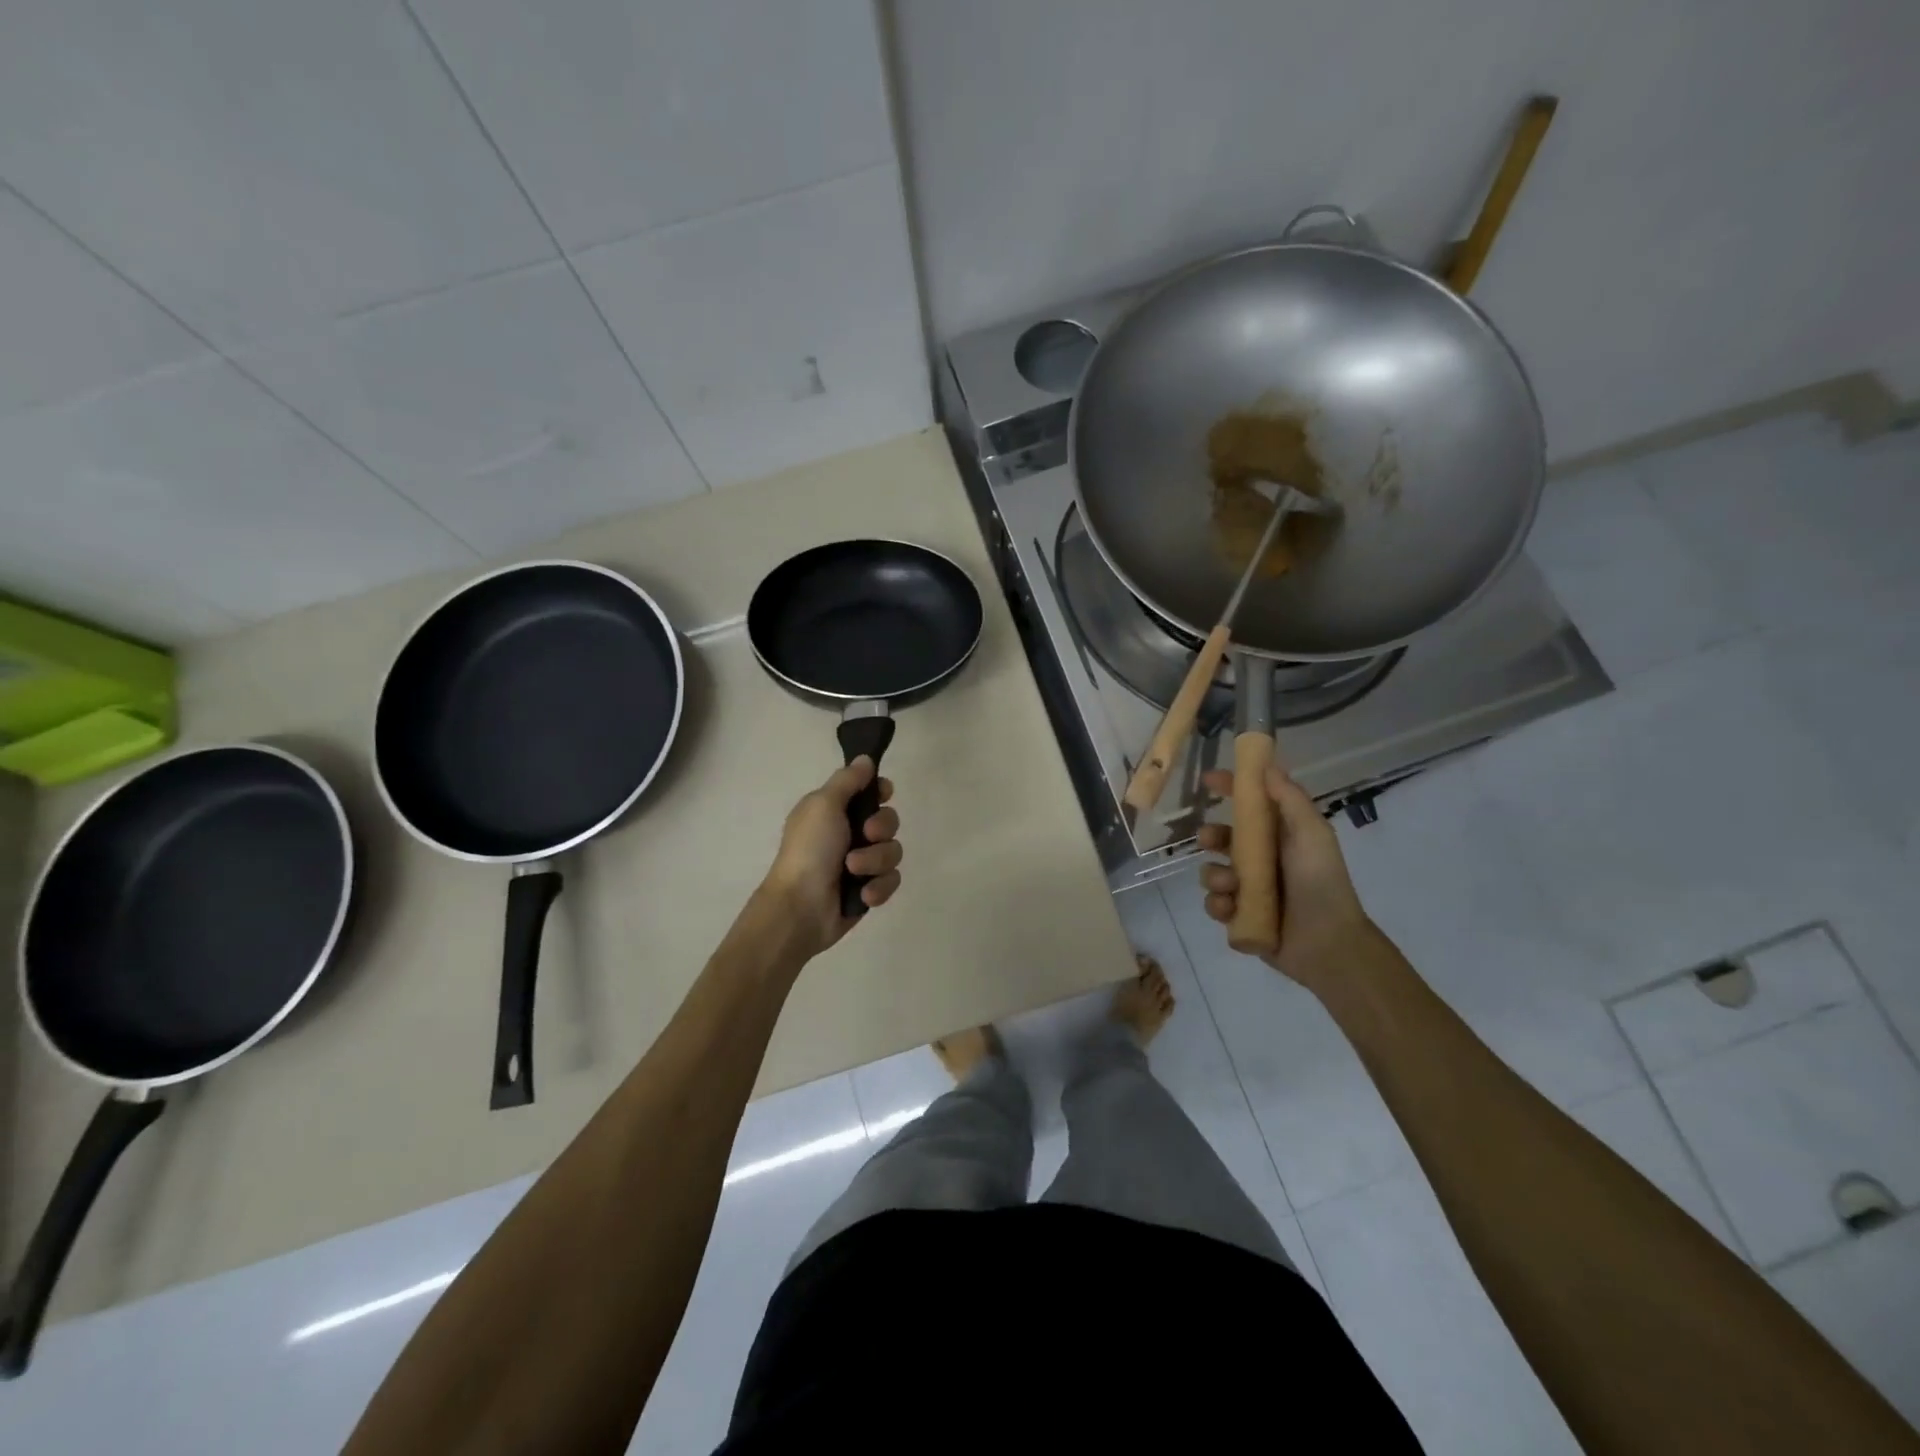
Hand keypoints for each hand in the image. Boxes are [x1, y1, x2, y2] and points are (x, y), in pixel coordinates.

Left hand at [760, 757, 902, 957]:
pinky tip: (862, 894)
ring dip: (875, 861)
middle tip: (866, 834)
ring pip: (893, 852)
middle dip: (882, 828)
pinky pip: (892, 880)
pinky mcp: (869, 890)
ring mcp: (861, 864)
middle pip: (889, 820)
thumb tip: (865, 758)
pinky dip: (878, 887)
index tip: (883, 793)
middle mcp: (849, 834)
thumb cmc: (809, 850)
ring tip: (854, 871)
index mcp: (834, 811)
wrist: (801, 907)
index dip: (880, 791)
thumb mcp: (823, 804)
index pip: (869, 792)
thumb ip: (847, 780)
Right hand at [1197, 764, 1373, 987]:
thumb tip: (1266, 766)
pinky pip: (1215, 904)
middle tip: (1208, 841)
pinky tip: (1232, 909)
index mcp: (1280, 837)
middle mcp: (1262, 860)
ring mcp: (1249, 890)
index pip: (1250, 805)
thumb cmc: (1321, 882)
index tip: (1207, 780)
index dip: (1230, 789)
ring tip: (1232, 887)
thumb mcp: (1312, 833)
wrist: (1327, 943)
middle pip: (1222, 838)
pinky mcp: (1241, 917)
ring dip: (1216, 876)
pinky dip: (1219, 905)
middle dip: (1210, 836)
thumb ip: (1290, 799)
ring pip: (1213, 872)